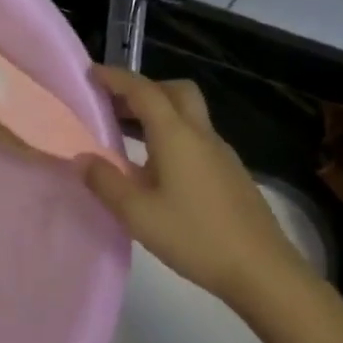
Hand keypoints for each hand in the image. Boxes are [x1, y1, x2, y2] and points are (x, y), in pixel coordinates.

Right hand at [84, 65, 311, 307]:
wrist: (260, 269)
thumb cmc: (194, 236)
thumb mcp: (137, 214)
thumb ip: (105, 182)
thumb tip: (81, 158)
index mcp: (177, 137)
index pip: (144, 92)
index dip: (116, 78)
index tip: (92, 73)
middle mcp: (201, 136)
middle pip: (175, 92)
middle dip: (144, 88)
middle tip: (114, 103)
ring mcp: (221, 154)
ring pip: (188, 115)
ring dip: (159, 112)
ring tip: (127, 134)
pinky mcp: (230, 174)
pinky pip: (196, 138)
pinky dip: (172, 136)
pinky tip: (156, 168)